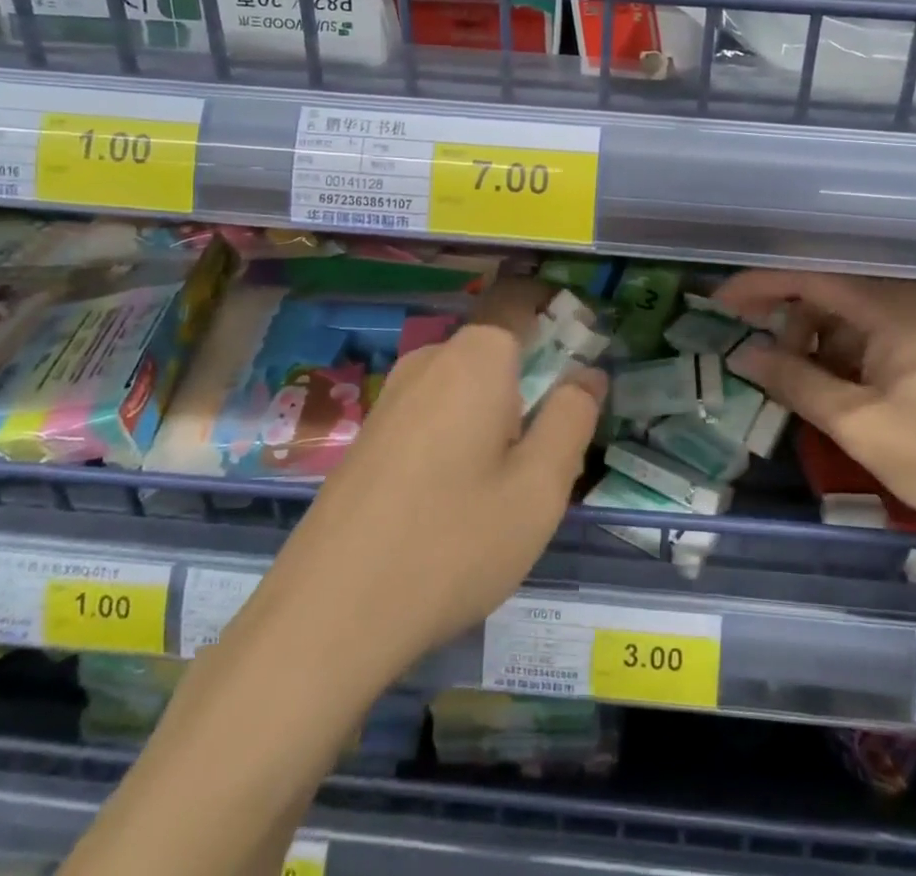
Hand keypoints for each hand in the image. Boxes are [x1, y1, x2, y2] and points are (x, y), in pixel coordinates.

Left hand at [259, 278, 604, 682]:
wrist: (327, 615)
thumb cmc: (452, 542)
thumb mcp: (539, 487)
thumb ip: (572, 418)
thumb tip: (588, 374)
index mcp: (477, 356)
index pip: (524, 301)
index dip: (560, 317)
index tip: (586, 360)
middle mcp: (431, 359)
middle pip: (499, 348)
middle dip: (534, 381)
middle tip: (553, 450)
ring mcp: (393, 395)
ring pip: (467, 385)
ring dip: (498, 414)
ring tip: (508, 487)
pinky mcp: (371, 433)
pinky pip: (435, 412)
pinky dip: (462, 434)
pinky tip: (458, 501)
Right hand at [717, 270, 915, 562]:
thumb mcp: (863, 426)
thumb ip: (797, 384)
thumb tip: (743, 355)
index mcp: (891, 302)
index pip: (807, 274)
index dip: (757, 286)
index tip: (718, 306)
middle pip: (834, 289)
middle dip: (791, 321)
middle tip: (766, 363)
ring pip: (863, 312)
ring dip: (825, 341)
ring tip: (811, 389)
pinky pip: (891, 331)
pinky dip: (859, 354)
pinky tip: (856, 394)